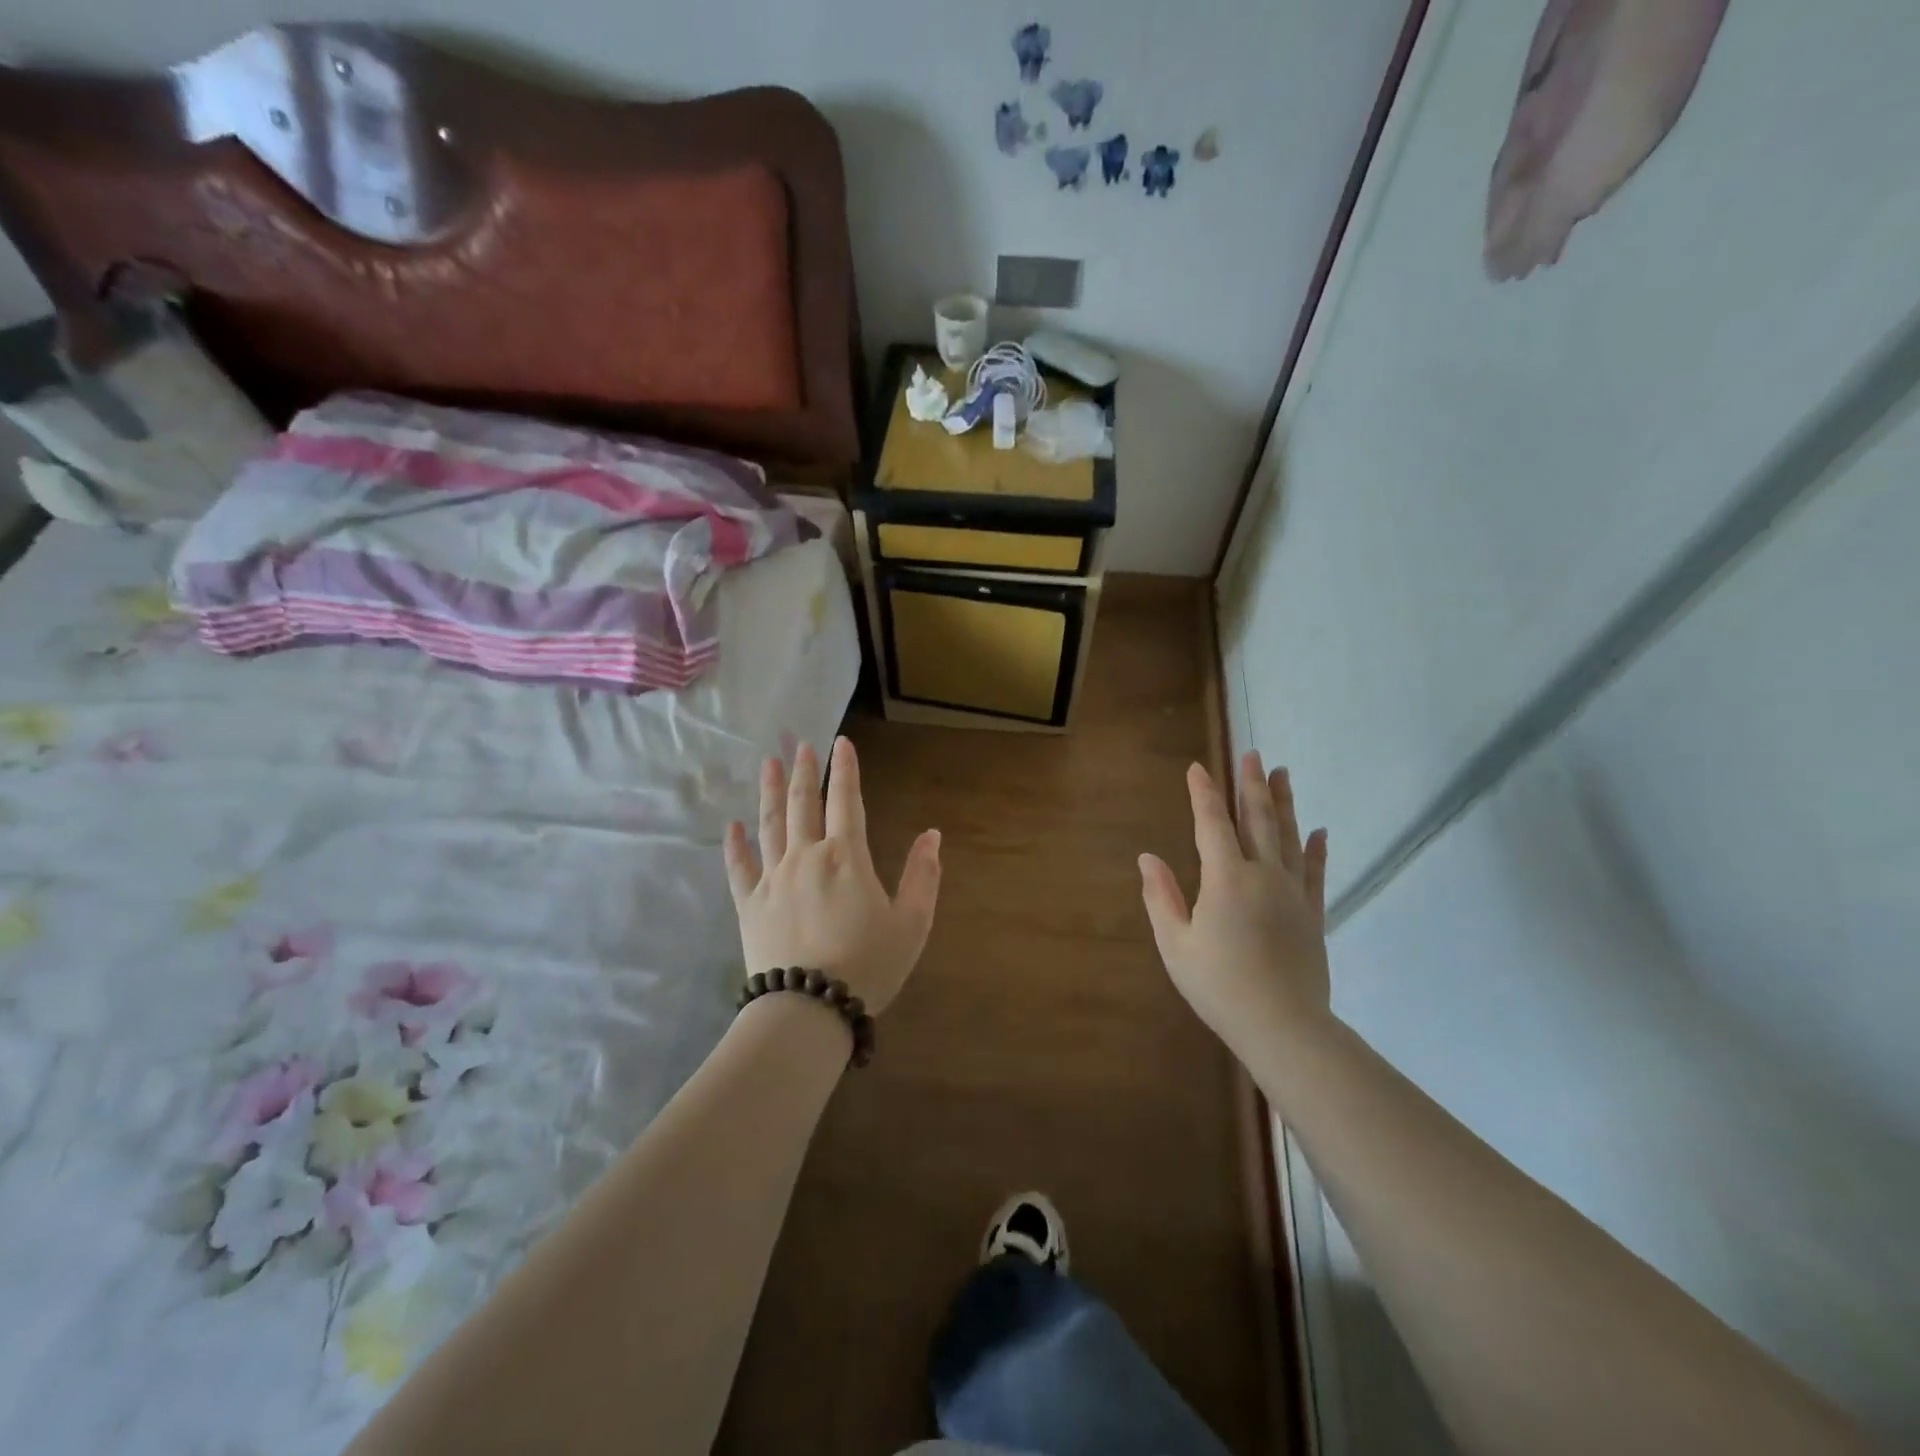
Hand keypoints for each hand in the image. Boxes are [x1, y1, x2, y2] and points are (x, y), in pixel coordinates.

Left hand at [723, 737, 940, 1016]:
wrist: (809, 1010)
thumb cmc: (868, 966)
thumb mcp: (912, 923)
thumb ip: (923, 876)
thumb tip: (932, 834)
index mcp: (846, 856)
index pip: (847, 800)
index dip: (845, 769)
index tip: (841, 742)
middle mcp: (806, 856)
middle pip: (803, 803)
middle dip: (804, 771)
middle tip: (801, 744)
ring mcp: (773, 878)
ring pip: (770, 824)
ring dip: (770, 791)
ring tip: (769, 763)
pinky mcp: (749, 904)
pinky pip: (739, 867)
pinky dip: (735, 844)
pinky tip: (732, 825)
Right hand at [1139, 754, 1331, 1055]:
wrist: (1283, 1027)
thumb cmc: (1219, 986)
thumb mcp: (1176, 945)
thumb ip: (1161, 898)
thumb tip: (1147, 858)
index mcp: (1225, 880)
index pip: (1212, 825)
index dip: (1204, 795)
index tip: (1198, 769)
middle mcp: (1263, 876)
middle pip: (1258, 820)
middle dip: (1251, 785)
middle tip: (1253, 754)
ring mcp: (1293, 893)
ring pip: (1290, 837)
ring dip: (1285, 803)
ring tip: (1283, 774)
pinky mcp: (1313, 914)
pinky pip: (1316, 872)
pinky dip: (1317, 849)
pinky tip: (1319, 831)